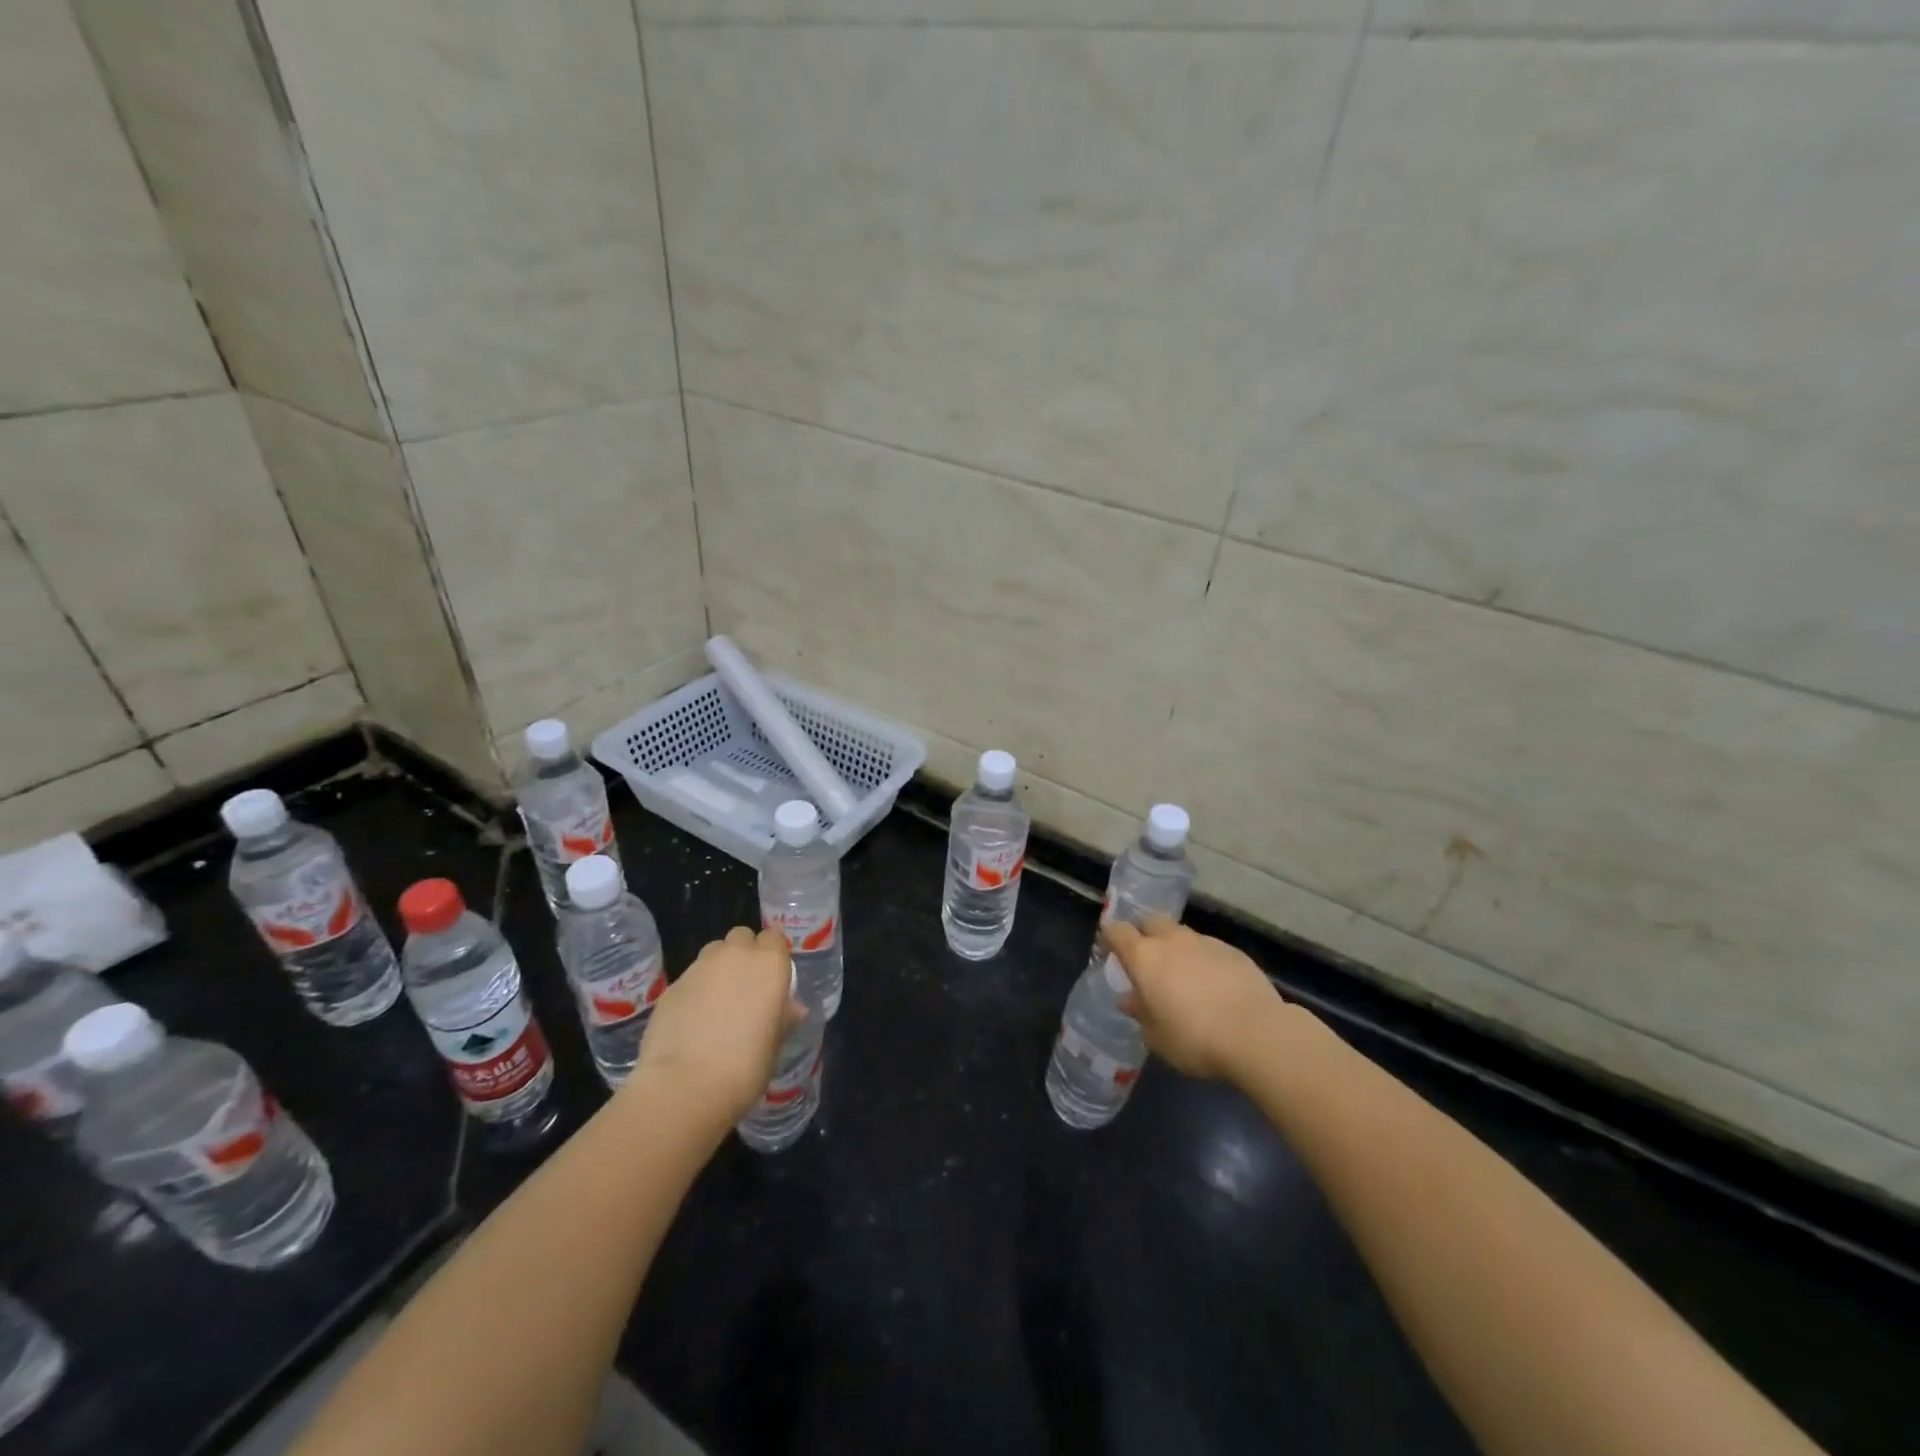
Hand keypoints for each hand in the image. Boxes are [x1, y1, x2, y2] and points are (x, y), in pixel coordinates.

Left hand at [632, 926, 802, 1123]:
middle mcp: (735, 955)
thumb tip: (791, 1008)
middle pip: (742, 937)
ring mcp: (700, 968)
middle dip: (744, 953)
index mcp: (769, 964)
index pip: (774, 938)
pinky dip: (695, 991)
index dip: (773, 954)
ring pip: (713, 953)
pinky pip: (690, 978)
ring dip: (718, 968)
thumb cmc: (746, 1066)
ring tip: (717, 1002)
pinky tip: (692, 1021)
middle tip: (745, 986)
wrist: (685, 1085)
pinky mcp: (672, 986)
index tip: (772, 977)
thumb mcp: (775, 1044)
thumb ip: (783, 1017)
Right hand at [1103, 917, 1285, 1082]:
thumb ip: (1140, 1013)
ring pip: (1182, 934)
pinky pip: (1209, 949)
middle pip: (1150, 922)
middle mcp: (1172, 940)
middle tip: (1147, 960)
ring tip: (1184, 976)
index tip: (1109, 950)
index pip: (1117, 931)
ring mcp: (1205, 942)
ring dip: (1176, 948)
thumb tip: (1129, 999)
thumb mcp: (1156, 1036)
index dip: (1110, 937)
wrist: (1256, 1033)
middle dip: (1144, 934)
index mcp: (1145, 957)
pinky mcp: (1233, 951)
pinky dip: (1204, 960)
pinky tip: (1214, 986)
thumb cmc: (1194, 1038)